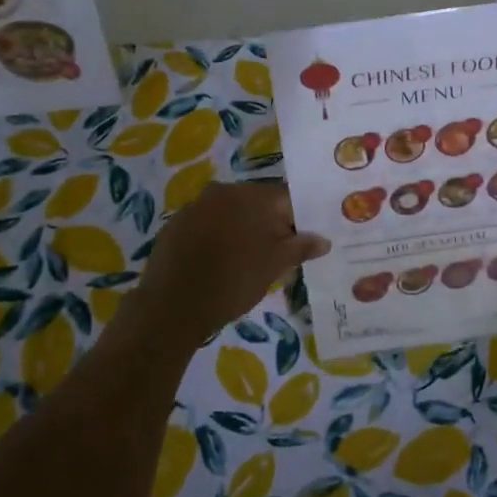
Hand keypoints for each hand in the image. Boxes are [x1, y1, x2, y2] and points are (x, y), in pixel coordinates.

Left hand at [132, 181, 329, 346]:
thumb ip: (301, 247)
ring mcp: (197, 205)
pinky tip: (219, 261)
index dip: (301, 218)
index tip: (305, 239)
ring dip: (244, 229)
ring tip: (250, 259)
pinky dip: (218, 236)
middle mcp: (225, 191)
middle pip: (260, 202)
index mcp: (254, 196)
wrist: (172, 305)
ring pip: (232, 212)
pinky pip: (208, 223)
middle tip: (280, 253)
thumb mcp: (275, 266)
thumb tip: (324, 240)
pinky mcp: (177, 223)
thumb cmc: (234, 282)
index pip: (289, 198)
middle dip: (272, 223)